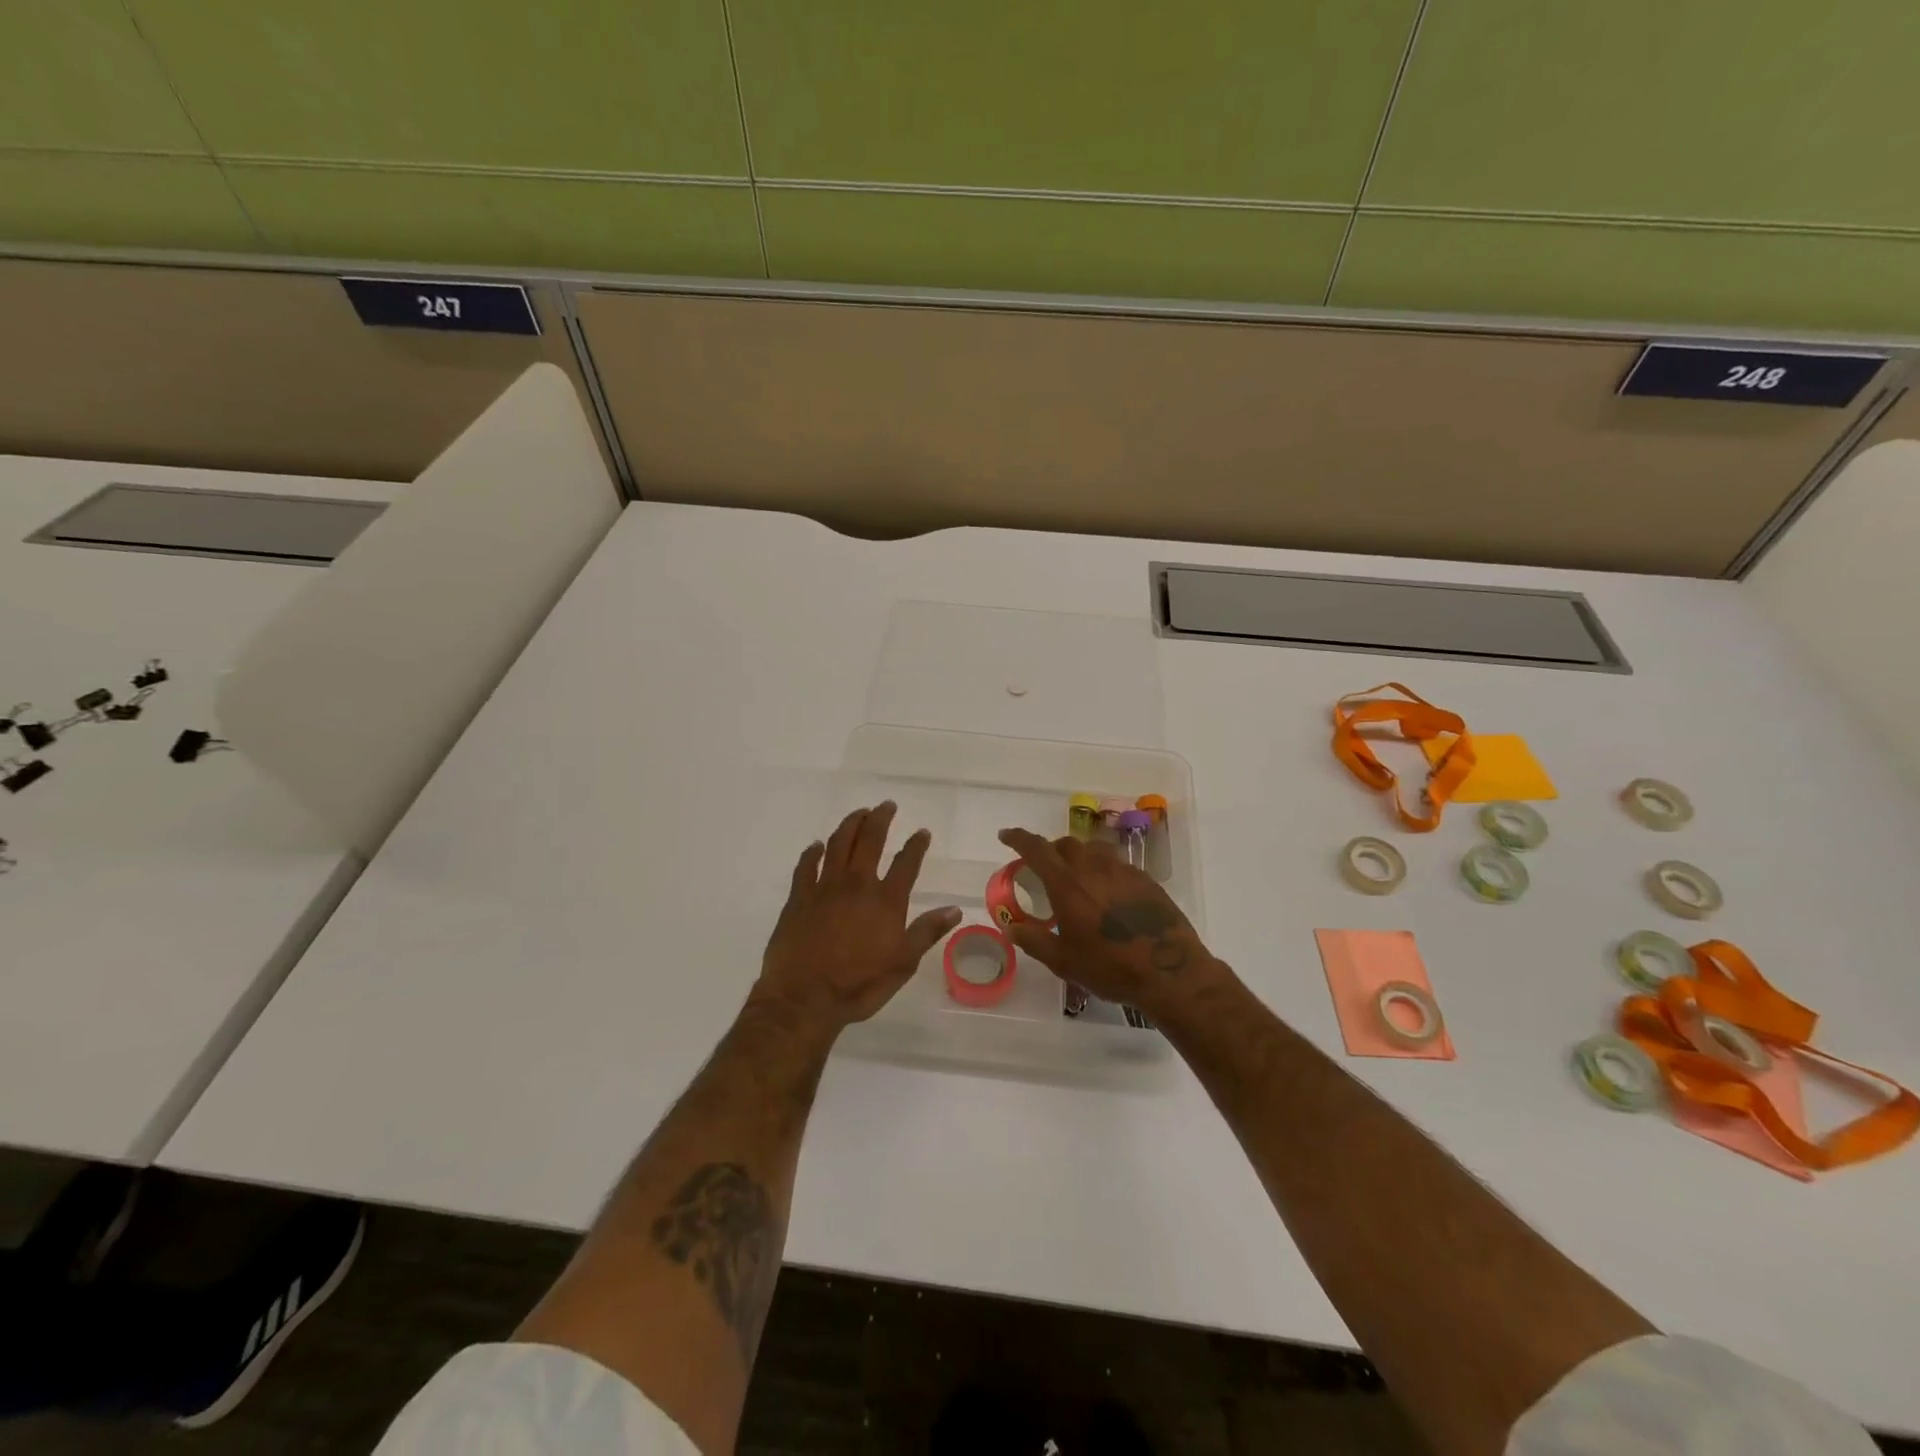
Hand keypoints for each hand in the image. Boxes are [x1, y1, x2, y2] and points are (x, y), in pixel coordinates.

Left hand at [755, 802, 960, 1032]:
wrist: (804, 998)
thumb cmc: (859, 985)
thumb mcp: (903, 964)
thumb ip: (927, 932)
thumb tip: (955, 908)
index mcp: (885, 900)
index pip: (906, 862)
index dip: (916, 845)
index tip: (922, 832)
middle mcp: (857, 884)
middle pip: (869, 840)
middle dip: (880, 818)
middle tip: (886, 805)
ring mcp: (824, 887)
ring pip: (838, 844)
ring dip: (850, 824)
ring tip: (858, 813)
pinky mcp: (799, 897)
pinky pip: (806, 866)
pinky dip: (813, 852)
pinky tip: (817, 845)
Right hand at [996, 828, 1223, 1017]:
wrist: (1169, 971)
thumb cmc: (1109, 967)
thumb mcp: (1063, 961)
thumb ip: (1034, 940)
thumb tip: (1010, 927)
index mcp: (1067, 884)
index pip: (1036, 849)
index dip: (1018, 838)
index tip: (1005, 835)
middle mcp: (1093, 868)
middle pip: (1065, 844)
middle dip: (1049, 850)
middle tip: (1043, 869)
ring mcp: (1122, 870)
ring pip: (1093, 849)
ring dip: (1078, 856)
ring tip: (1076, 878)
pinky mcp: (1145, 879)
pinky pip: (1117, 863)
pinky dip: (1103, 869)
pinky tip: (1107, 893)